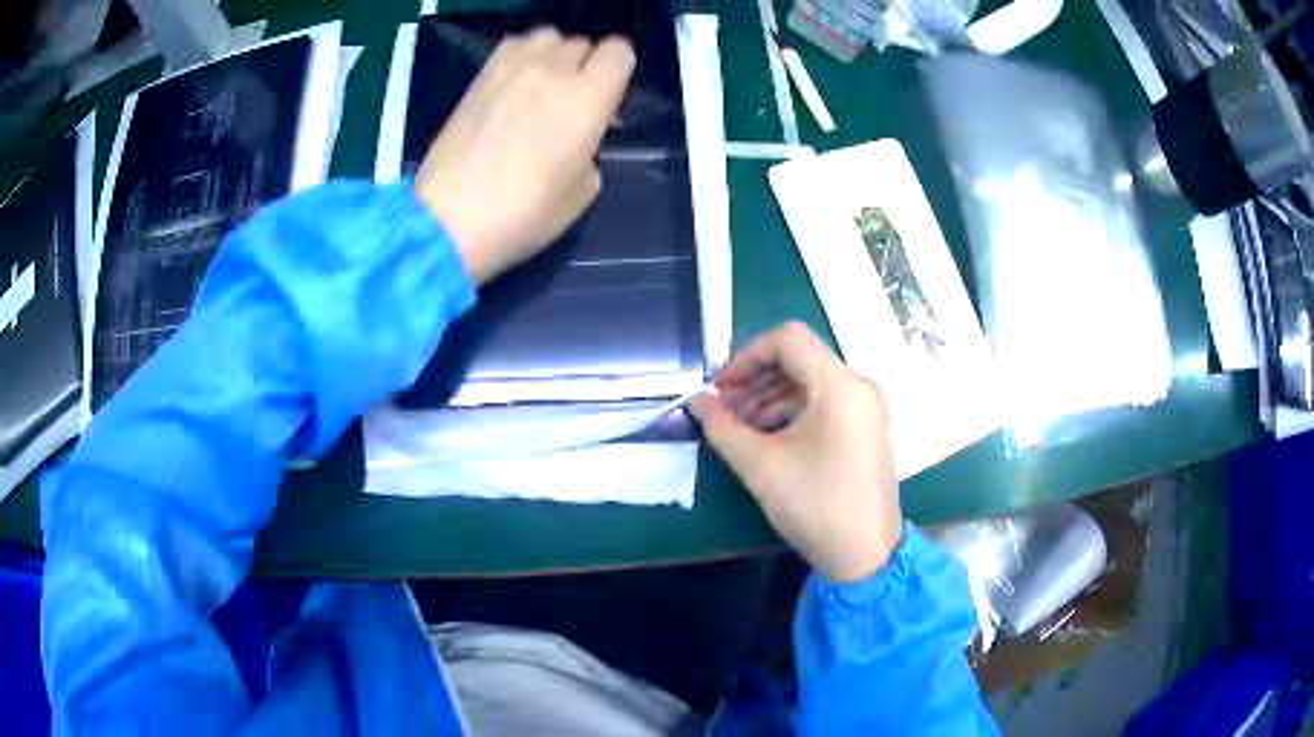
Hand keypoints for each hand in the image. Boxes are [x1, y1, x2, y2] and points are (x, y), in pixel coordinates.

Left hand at [414, 29, 635, 284]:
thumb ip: (589, 148)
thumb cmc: (523, 214)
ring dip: (553, 56)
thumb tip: (577, 135)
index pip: (619, 52)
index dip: (618, 71)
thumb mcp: (583, 191)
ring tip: (543, 86)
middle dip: (584, 66)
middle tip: (571, 101)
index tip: (608, 96)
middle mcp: (552, 71)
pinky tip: (515, 85)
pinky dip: (522, 57)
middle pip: (581, 44)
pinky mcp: (480, 77)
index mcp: (588, 98)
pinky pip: (513, 46)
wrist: (449, 221)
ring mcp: (511, 69)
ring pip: (547, 38)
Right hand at [690, 322, 902, 582]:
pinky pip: (827, 400)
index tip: (719, 390)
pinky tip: (772, 437)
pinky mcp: (869, 426)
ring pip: (812, 379)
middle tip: (724, 411)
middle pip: (799, 357)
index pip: (786, 339)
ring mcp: (868, 406)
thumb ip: (722, 426)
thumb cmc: (814, 506)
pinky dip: (795, 409)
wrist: (866, 555)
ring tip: (742, 429)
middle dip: (756, 378)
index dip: (745, 356)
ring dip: (772, 395)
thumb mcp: (760, 466)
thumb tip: (697, 401)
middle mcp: (859, 385)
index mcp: (839, 385)